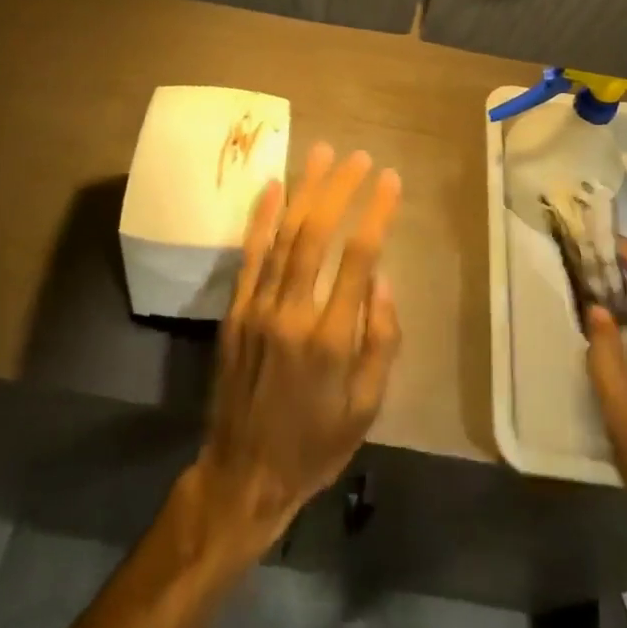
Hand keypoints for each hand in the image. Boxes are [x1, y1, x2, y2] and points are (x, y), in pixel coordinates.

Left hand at [185, 143, 401, 564]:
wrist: (243, 475)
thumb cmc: (316, 443)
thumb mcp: (367, 408)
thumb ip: (380, 340)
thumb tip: (381, 279)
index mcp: (331, 338)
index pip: (358, 256)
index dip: (377, 212)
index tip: (390, 180)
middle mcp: (292, 312)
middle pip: (317, 233)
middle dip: (340, 188)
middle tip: (358, 157)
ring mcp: (258, 307)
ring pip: (283, 234)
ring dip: (304, 189)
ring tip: (321, 153)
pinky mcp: (235, 310)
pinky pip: (250, 254)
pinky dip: (262, 217)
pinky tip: (273, 186)